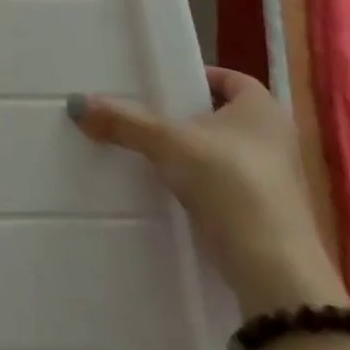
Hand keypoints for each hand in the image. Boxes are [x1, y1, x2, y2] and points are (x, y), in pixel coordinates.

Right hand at [69, 67, 346, 314]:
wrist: (273, 271)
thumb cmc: (230, 184)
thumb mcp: (168, 144)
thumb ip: (124, 121)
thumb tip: (75, 103)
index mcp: (263, 109)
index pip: (229, 78)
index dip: (196, 78)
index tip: (161, 86)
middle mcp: (275, 139)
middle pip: (222, 116)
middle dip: (186, 117)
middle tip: (144, 115)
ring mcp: (273, 181)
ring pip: (222, 153)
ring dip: (191, 154)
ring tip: (148, 153)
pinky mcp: (266, 216)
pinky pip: (224, 186)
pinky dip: (199, 185)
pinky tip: (168, 191)